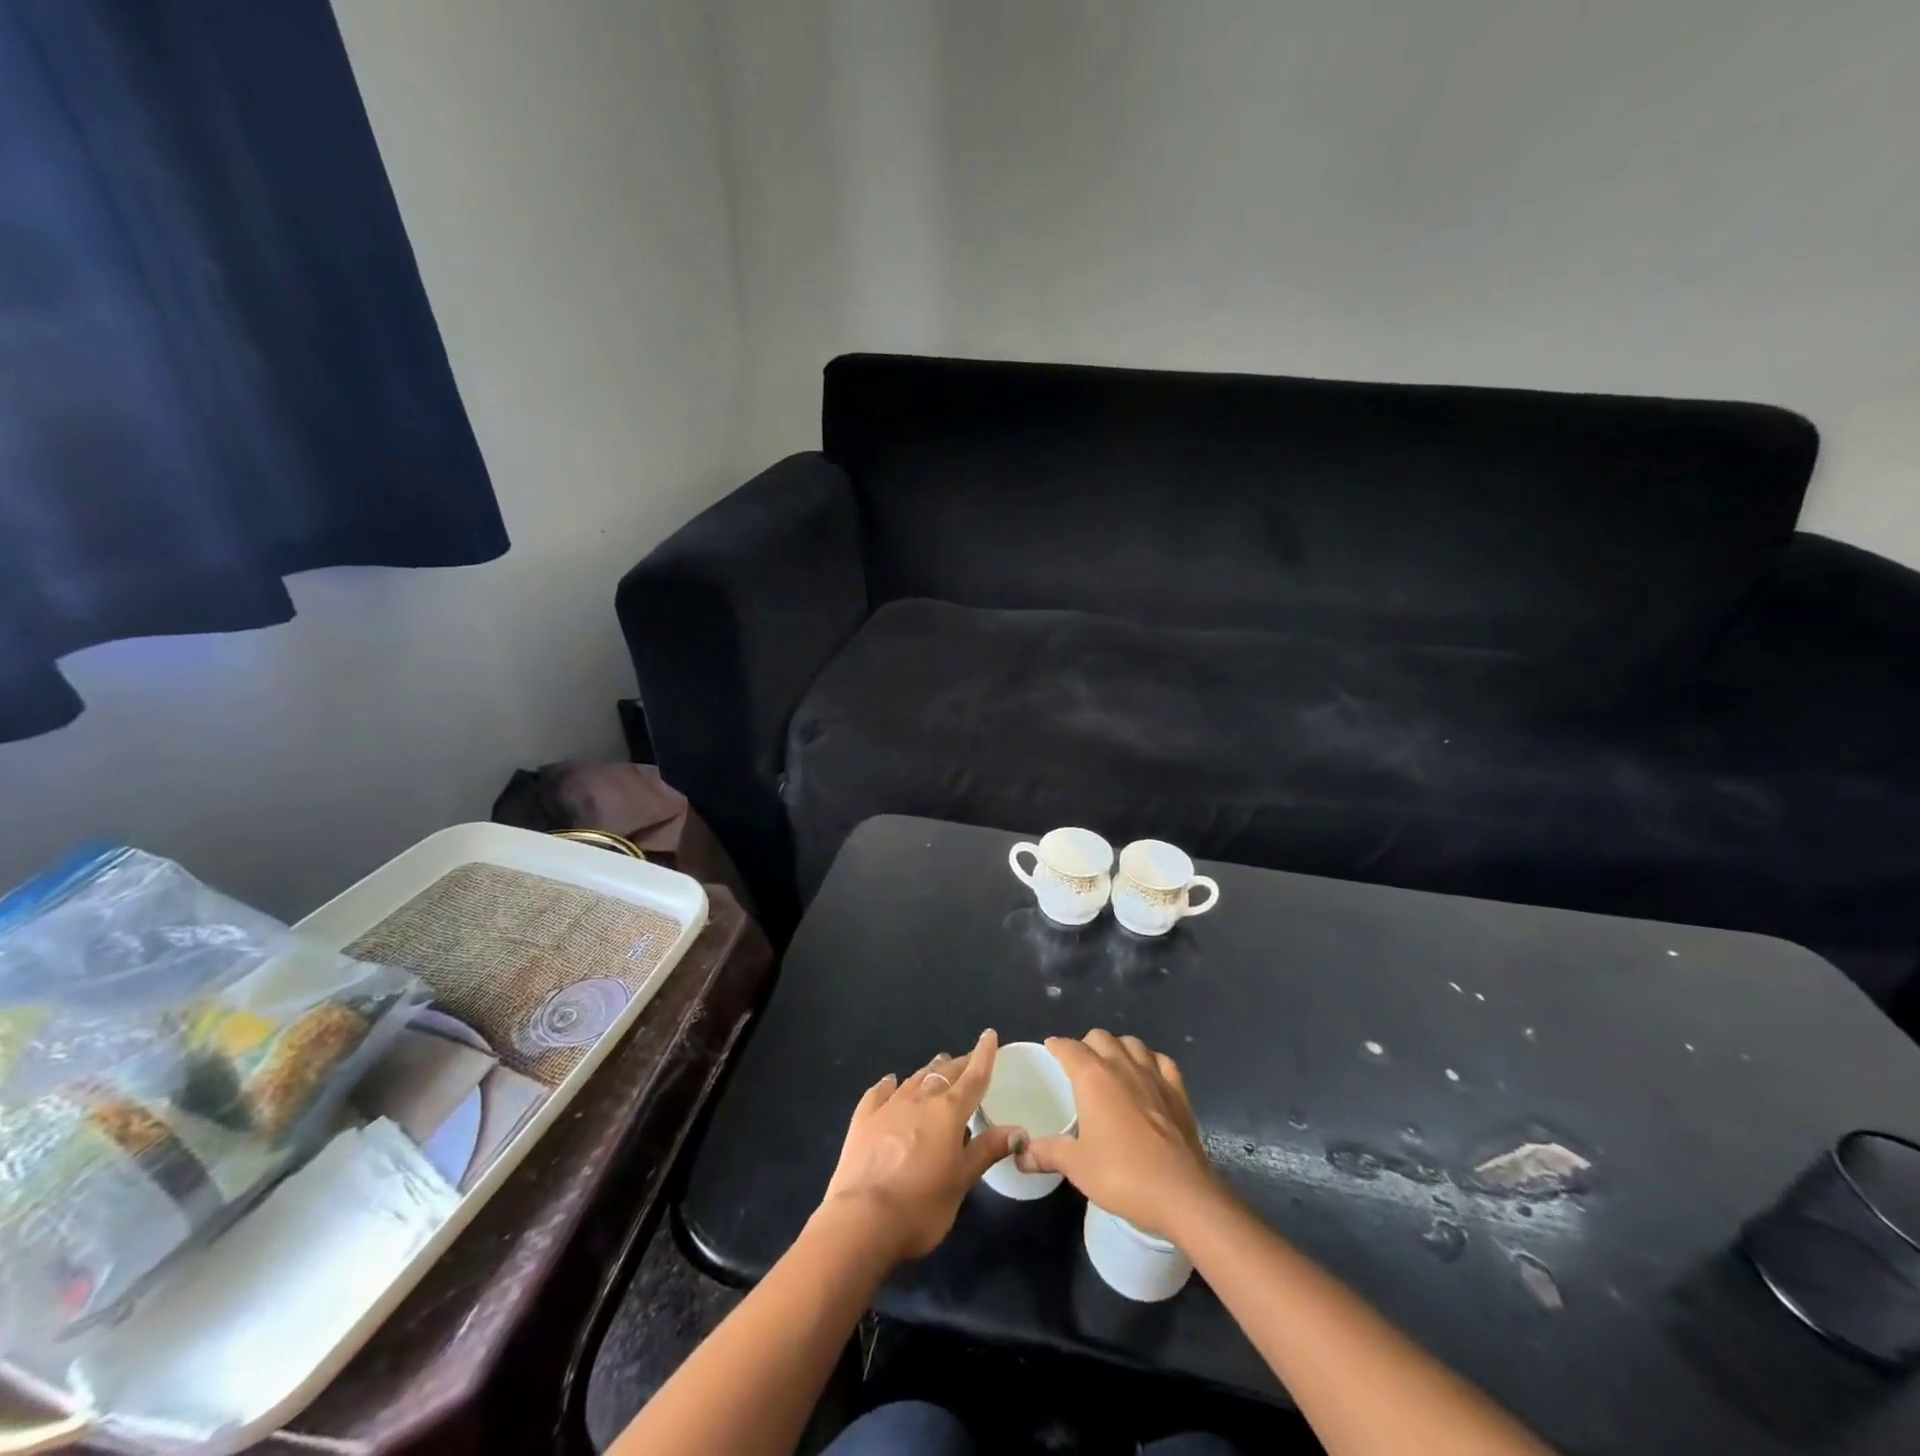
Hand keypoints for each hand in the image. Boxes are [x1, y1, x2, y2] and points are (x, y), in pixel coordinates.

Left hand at [819, 1028, 1020, 1261]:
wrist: (862, 1220)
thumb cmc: (921, 1206)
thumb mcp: (961, 1182)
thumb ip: (987, 1150)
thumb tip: (1018, 1129)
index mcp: (949, 1112)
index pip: (974, 1077)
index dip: (984, 1055)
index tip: (989, 1035)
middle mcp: (920, 1100)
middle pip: (944, 1074)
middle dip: (958, 1064)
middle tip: (967, 1060)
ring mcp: (889, 1106)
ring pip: (915, 1079)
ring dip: (929, 1072)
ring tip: (938, 1066)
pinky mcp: (863, 1119)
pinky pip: (879, 1093)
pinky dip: (889, 1085)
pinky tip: (890, 1082)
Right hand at [1016, 1030, 1215, 1238]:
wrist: (1181, 1194)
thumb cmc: (1121, 1175)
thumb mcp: (1076, 1166)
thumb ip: (1046, 1153)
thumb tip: (1020, 1153)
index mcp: (1093, 1077)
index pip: (1069, 1047)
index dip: (1057, 1046)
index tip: (1050, 1051)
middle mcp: (1122, 1065)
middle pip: (1100, 1037)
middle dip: (1086, 1045)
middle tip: (1078, 1067)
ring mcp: (1154, 1075)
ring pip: (1132, 1043)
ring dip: (1118, 1048)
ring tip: (1112, 1067)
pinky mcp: (1178, 1092)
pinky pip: (1162, 1062)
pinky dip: (1151, 1062)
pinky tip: (1148, 1077)